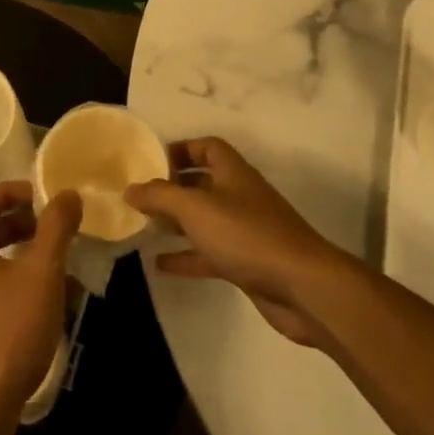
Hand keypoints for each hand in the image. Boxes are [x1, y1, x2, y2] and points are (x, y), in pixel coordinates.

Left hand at [0, 182, 81, 423]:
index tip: (43, 195)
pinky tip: (42, 304)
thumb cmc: (9, 331)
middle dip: (19, 223)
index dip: (12, 191)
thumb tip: (67, 193)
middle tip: (52, 228)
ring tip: (55, 265)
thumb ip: (55, 228)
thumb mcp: (42, 274)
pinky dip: (11, 284)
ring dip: (19, 256)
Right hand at [127, 138, 352, 347]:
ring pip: (205, 220)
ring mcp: (245, 231)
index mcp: (233, 173)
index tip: (153, 161)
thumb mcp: (196, 209)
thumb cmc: (247, 235)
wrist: (302, 287)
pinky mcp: (247, 263)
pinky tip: (160, 264)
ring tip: (145, 227)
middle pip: (203, 183)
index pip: (208, 147)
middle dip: (173, 188)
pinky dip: (187, 256)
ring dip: (177, 223)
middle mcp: (240, 197)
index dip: (182, 148)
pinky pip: (210, 253)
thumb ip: (160, 196)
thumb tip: (130, 189)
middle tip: (141, 197)